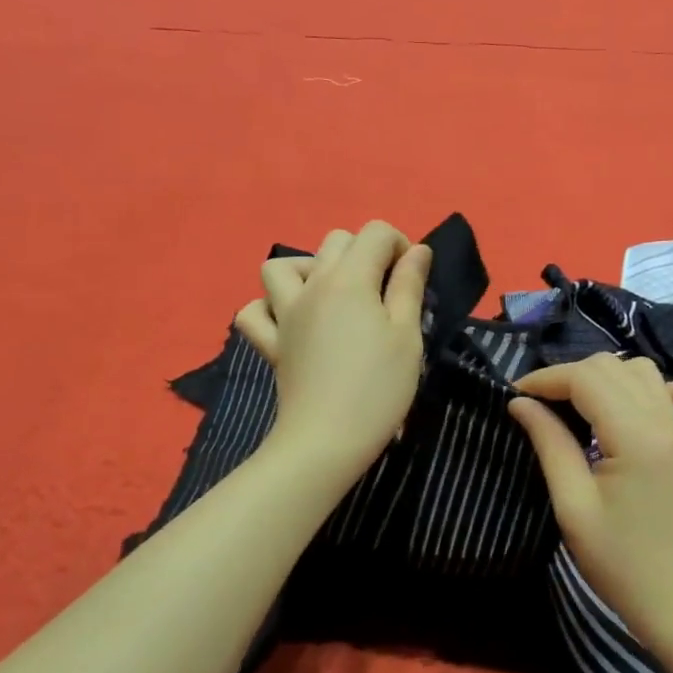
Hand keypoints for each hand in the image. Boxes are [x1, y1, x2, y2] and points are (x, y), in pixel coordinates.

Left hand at [235, 221, 432, 483]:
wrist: (326, 440)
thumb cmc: (378, 388)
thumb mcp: (407, 335)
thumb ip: (410, 286)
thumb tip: (417, 250)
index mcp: (350, 279)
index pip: (375, 232)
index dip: (401, 246)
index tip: (413, 281)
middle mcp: (312, 286)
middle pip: (335, 241)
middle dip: (365, 253)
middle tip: (384, 292)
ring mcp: (285, 314)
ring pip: (283, 266)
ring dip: (310, 269)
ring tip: (334, 296)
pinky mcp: (270, 343)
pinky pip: (255, 312)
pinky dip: (269, 308)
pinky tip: (291, 321)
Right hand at [508, 355, 672, 649]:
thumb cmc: (620, 564)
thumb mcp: (572, 506)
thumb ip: (549, 444)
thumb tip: (521, 403)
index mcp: (636, 437)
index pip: (584, 379)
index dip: (544, 379)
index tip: (514, 398)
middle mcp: (667, 423)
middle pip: (612, 368)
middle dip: (568, 377)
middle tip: (538, 408)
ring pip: (646, 374)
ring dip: (608, 379)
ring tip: (579, 408)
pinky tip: (658, 402)